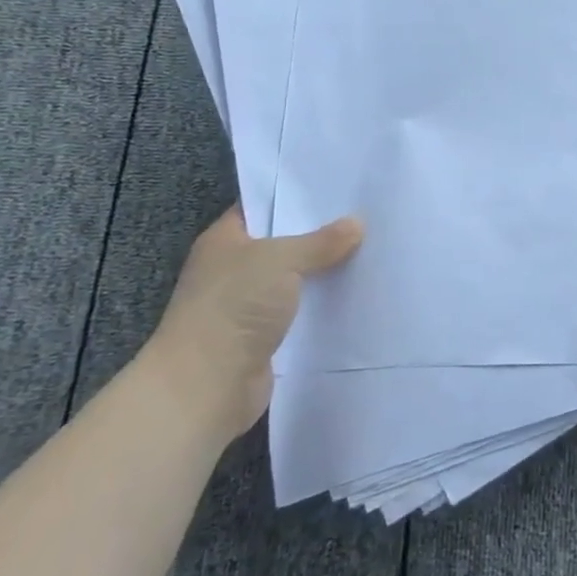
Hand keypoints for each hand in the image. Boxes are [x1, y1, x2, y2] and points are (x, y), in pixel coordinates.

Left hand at [145, 207, 363, 444]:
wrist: (204, 389)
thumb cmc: (233, 309)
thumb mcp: (281, 260)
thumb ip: (321, 241)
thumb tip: (357, 224)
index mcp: (225, 240)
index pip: (263, 205)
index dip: (296, 195)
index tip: (339, 186)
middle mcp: (234, 268)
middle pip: (284, 241)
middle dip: (320, 233)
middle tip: (366, 215)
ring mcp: (248, 304)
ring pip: (296, 277)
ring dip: (325, 270)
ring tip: (372, 249)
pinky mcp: (264, 336)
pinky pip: (301, 310)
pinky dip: (323, 304)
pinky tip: (357, 292)